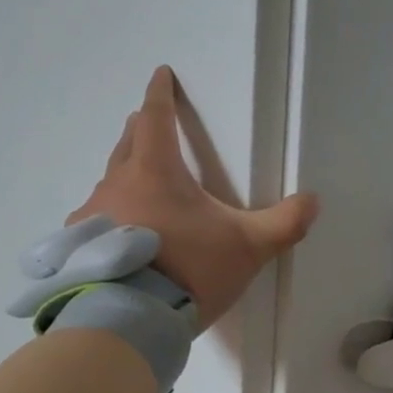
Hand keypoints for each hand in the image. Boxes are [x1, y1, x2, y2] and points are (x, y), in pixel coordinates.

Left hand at [71, 66, 318, 326]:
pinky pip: (95, 218)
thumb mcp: (246, 248)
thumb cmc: (188, 269)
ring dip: (124, 176)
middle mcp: (118, 183)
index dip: (160, 94)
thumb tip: (312, 201)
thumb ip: (283, 223)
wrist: (130, 318)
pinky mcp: (80, 247)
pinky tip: (116, 235)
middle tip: (147, 123)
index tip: (161, 74)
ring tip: (136, 186)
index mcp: (156, 170)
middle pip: (127, 143)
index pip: (155, 117)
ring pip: (109, 182)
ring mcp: (92, 214)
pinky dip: (108, 215)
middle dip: (140, 129)